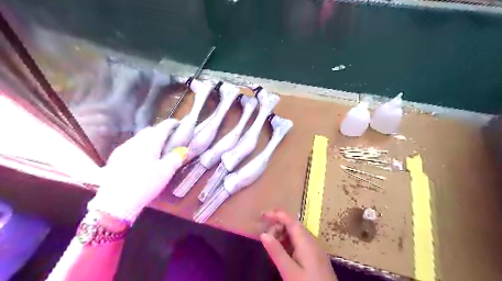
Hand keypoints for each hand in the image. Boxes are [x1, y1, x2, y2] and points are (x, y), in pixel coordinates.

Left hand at [87, 119, 186, 223]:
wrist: (115, 202)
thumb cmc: (145, 184)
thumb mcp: (165, 172)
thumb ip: (176, 158)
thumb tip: (183, 150)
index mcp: (149, 143)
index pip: (162, 127)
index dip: (171, 124)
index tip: (178, 124)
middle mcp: (135, 142)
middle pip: (150, 130)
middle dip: (160, 131)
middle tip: (169, 138)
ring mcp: (123, 149)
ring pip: (139, 137)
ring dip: (149, 138)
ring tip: (157, 148)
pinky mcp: (116, 157)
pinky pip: (131, 145)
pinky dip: (140, 146)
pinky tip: (142, 157)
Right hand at [261, 211, 339, 280]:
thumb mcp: (290, 272)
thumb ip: (277, 252)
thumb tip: (263, 234)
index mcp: (306, 242)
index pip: (291, 221)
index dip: (277, 215)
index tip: (263, 215)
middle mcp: (311, 241)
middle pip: (293, 226)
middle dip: (278, 226)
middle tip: (265, 238)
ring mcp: (315, 249)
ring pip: (296, 234)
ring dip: (283, 235)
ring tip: (272, 246)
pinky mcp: (315, 257)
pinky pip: (300, 243)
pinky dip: (289, 243)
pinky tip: (283, 253)